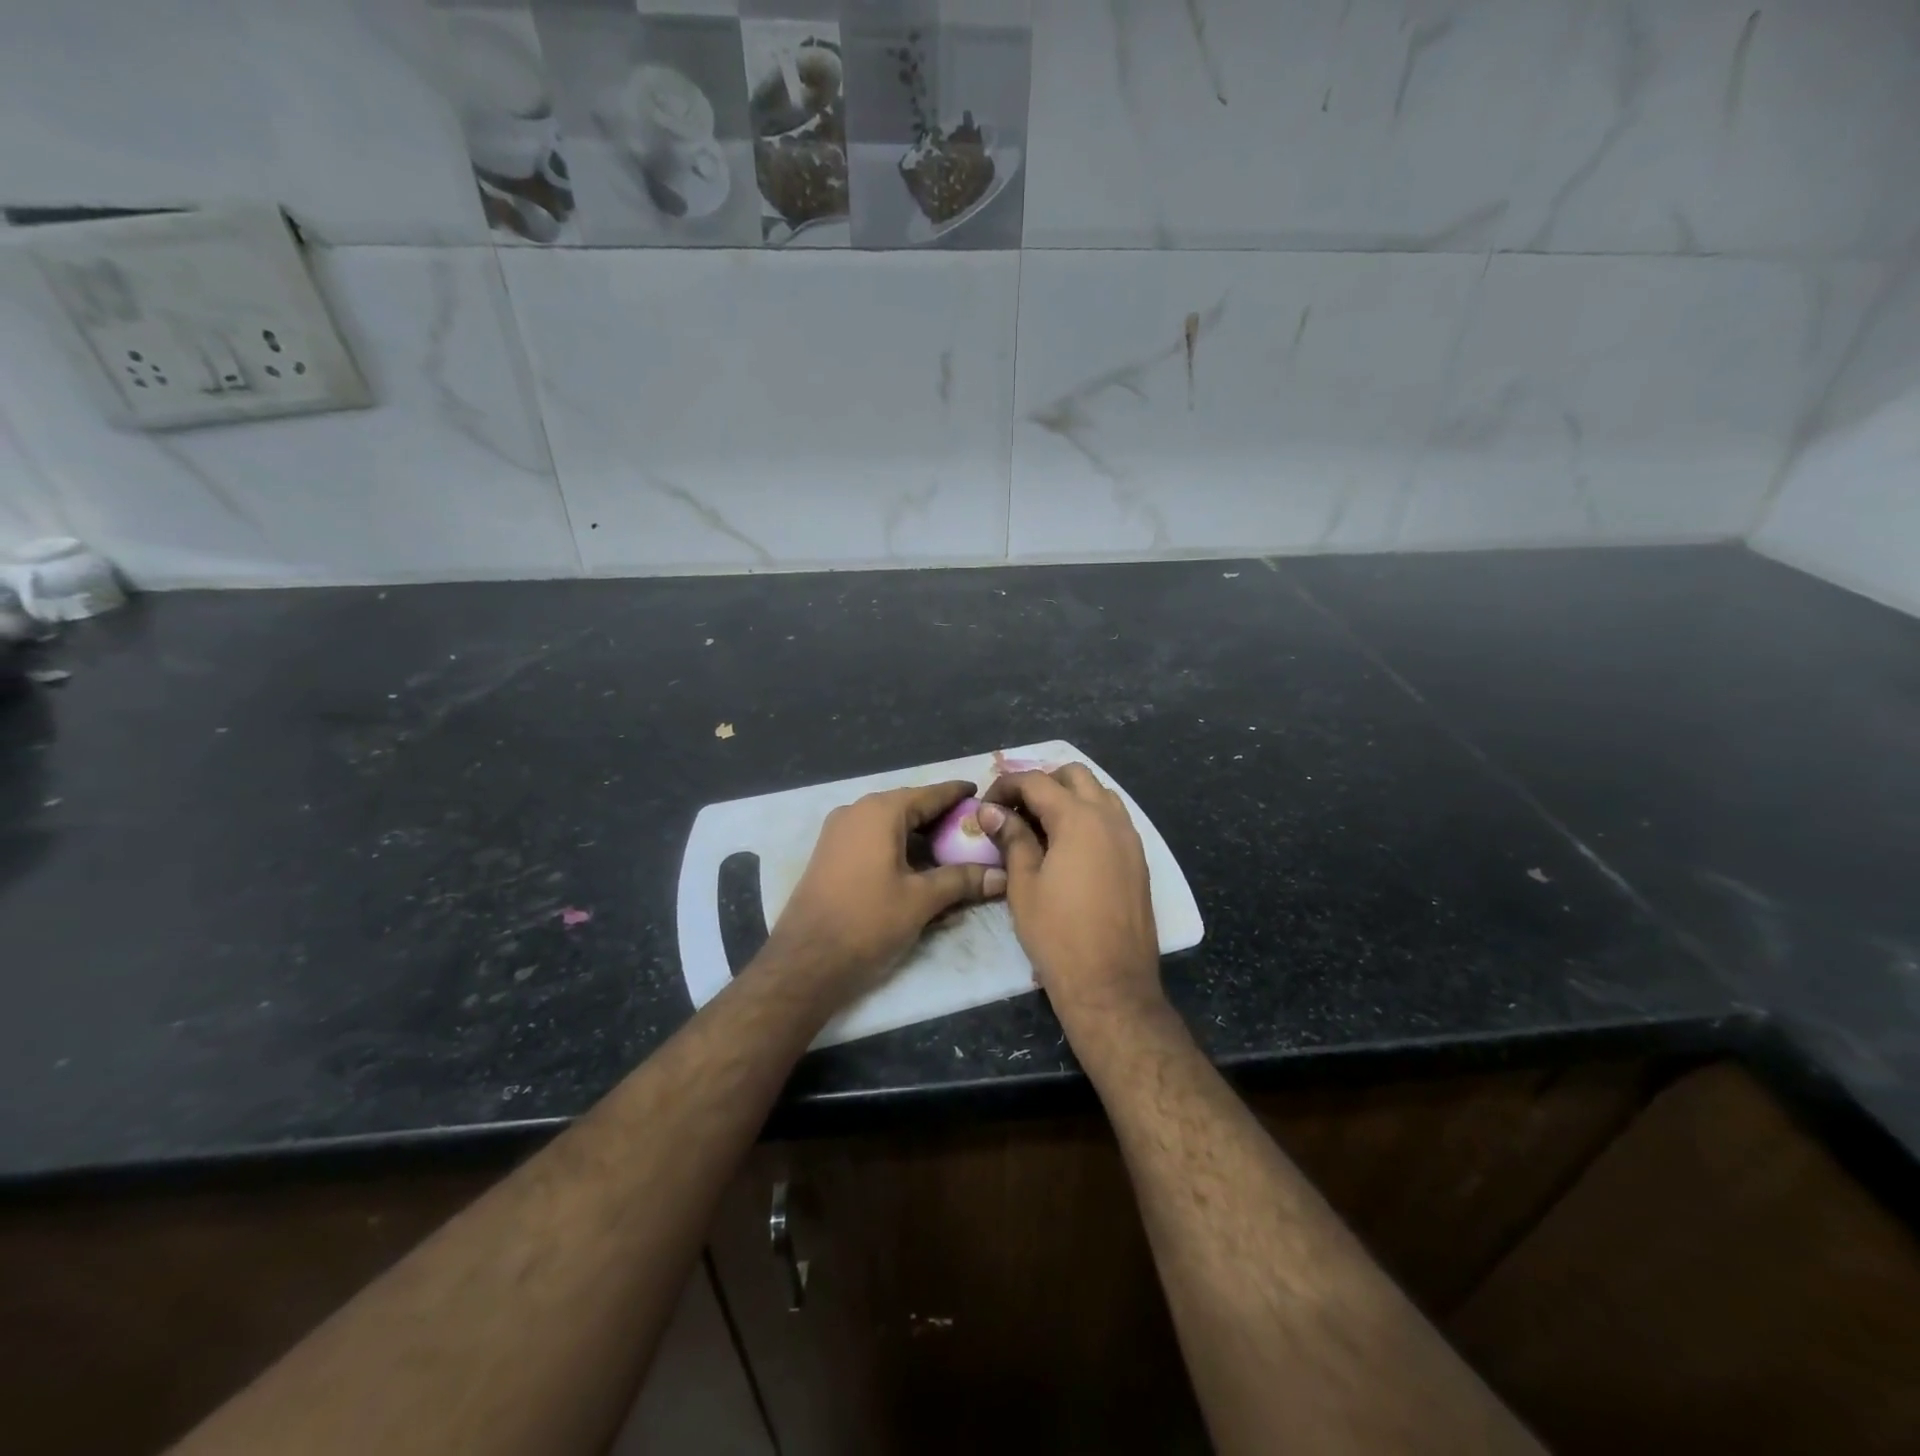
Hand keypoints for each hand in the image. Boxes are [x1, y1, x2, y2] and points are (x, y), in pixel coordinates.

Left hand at [765, 781, 1006, 1003]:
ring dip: (920, 834)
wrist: (805, 961)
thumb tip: (1002, 876)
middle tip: (974, 829)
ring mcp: (838, 832)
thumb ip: (963, 881)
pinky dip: (898, 846)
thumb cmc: (867, 921)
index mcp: (880, 811)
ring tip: (952, 849)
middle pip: (909, 806)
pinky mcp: (830, 854)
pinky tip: (918, 866)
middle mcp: (857, 811)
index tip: (983, 794)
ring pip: (890, 824)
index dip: (958, 794)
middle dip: (941, 817)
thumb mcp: (921, 900)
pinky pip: (873, 839)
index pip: (930, 794)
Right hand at [978, 765, 1163, 1024]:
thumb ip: (1011, 839)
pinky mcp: (1138, 859)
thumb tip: (991, 811)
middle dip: (1041, 783)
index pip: (1037, 781)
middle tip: (1014, 810)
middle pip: (1075, 775)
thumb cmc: (1057, 934)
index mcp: (1079, 818)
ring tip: (1040, 825)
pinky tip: (1067, 846)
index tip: (986, 806)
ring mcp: (1130, 838)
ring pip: (1099, 794)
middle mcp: (1110, 818)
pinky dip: (1088, 816)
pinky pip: (1113, 819)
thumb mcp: (1023, 884)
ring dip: (1069, 796)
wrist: (1110, 984)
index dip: (1006, 786)